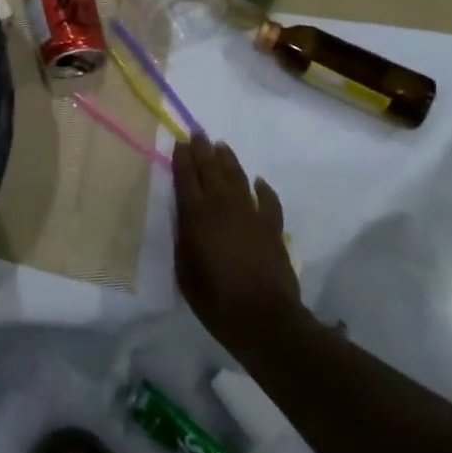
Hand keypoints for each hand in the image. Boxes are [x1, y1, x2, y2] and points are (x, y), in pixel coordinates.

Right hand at [174, 134, 304, 360]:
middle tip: (198, 133)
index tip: (179, 143)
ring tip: (222, 146)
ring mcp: (250, 214)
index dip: (181, 158)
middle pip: (210, 169)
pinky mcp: (272, 227)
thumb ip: (183, 239)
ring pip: (237, 177)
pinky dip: (264, 189)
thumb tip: (184, 219)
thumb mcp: (184, 270)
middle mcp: (221, 206)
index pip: (185, 176)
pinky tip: (259, 181)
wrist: (264, 319)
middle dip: (203, 149)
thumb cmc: (215, 299)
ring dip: (228, 160)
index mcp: (195, 215)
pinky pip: (268, 200)